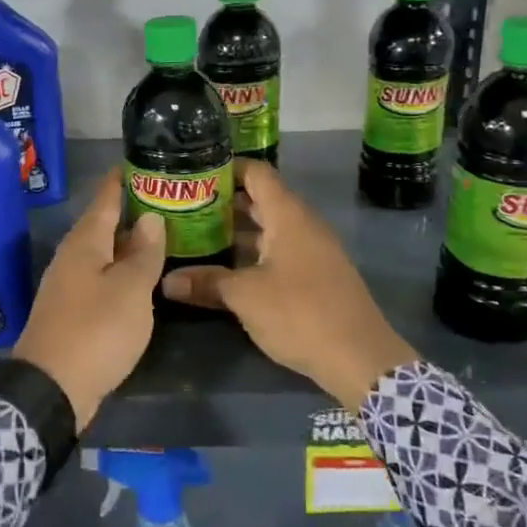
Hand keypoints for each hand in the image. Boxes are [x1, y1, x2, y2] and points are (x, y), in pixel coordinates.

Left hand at [13, 171, 166, 428]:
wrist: (51, 388)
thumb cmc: (95, 330)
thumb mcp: (130, 290)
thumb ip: (143, 253)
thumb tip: (151, 218)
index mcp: (85, 242)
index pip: (105, 198)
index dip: (123, 179)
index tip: (144, 161)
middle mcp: (73, 256)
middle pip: (104, 224)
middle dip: (133, 210)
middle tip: (168, 199)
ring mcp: (70, 283)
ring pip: (104, 252)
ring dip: (130, 243)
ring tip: (163, 234)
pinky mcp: (72, 309)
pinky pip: (101, 277)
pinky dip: (122, 270)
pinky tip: (142, 277)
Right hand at [160, 160, 417, 410]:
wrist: (360, 358)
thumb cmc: (300, 313)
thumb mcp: (245, 296)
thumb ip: (207, 283)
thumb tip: (166, 281)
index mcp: (288, 215)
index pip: (256, 172)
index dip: (227, 168)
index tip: (194, 173)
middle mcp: (303, 224)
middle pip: (261, 200)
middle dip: (225, 202)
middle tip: (186, 207)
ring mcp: (313, 250)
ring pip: (270, 228)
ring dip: (238, 231)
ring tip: (198, 236)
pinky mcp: (317, 276)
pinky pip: (280, 251)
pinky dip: (254, 253)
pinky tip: (228, 269)